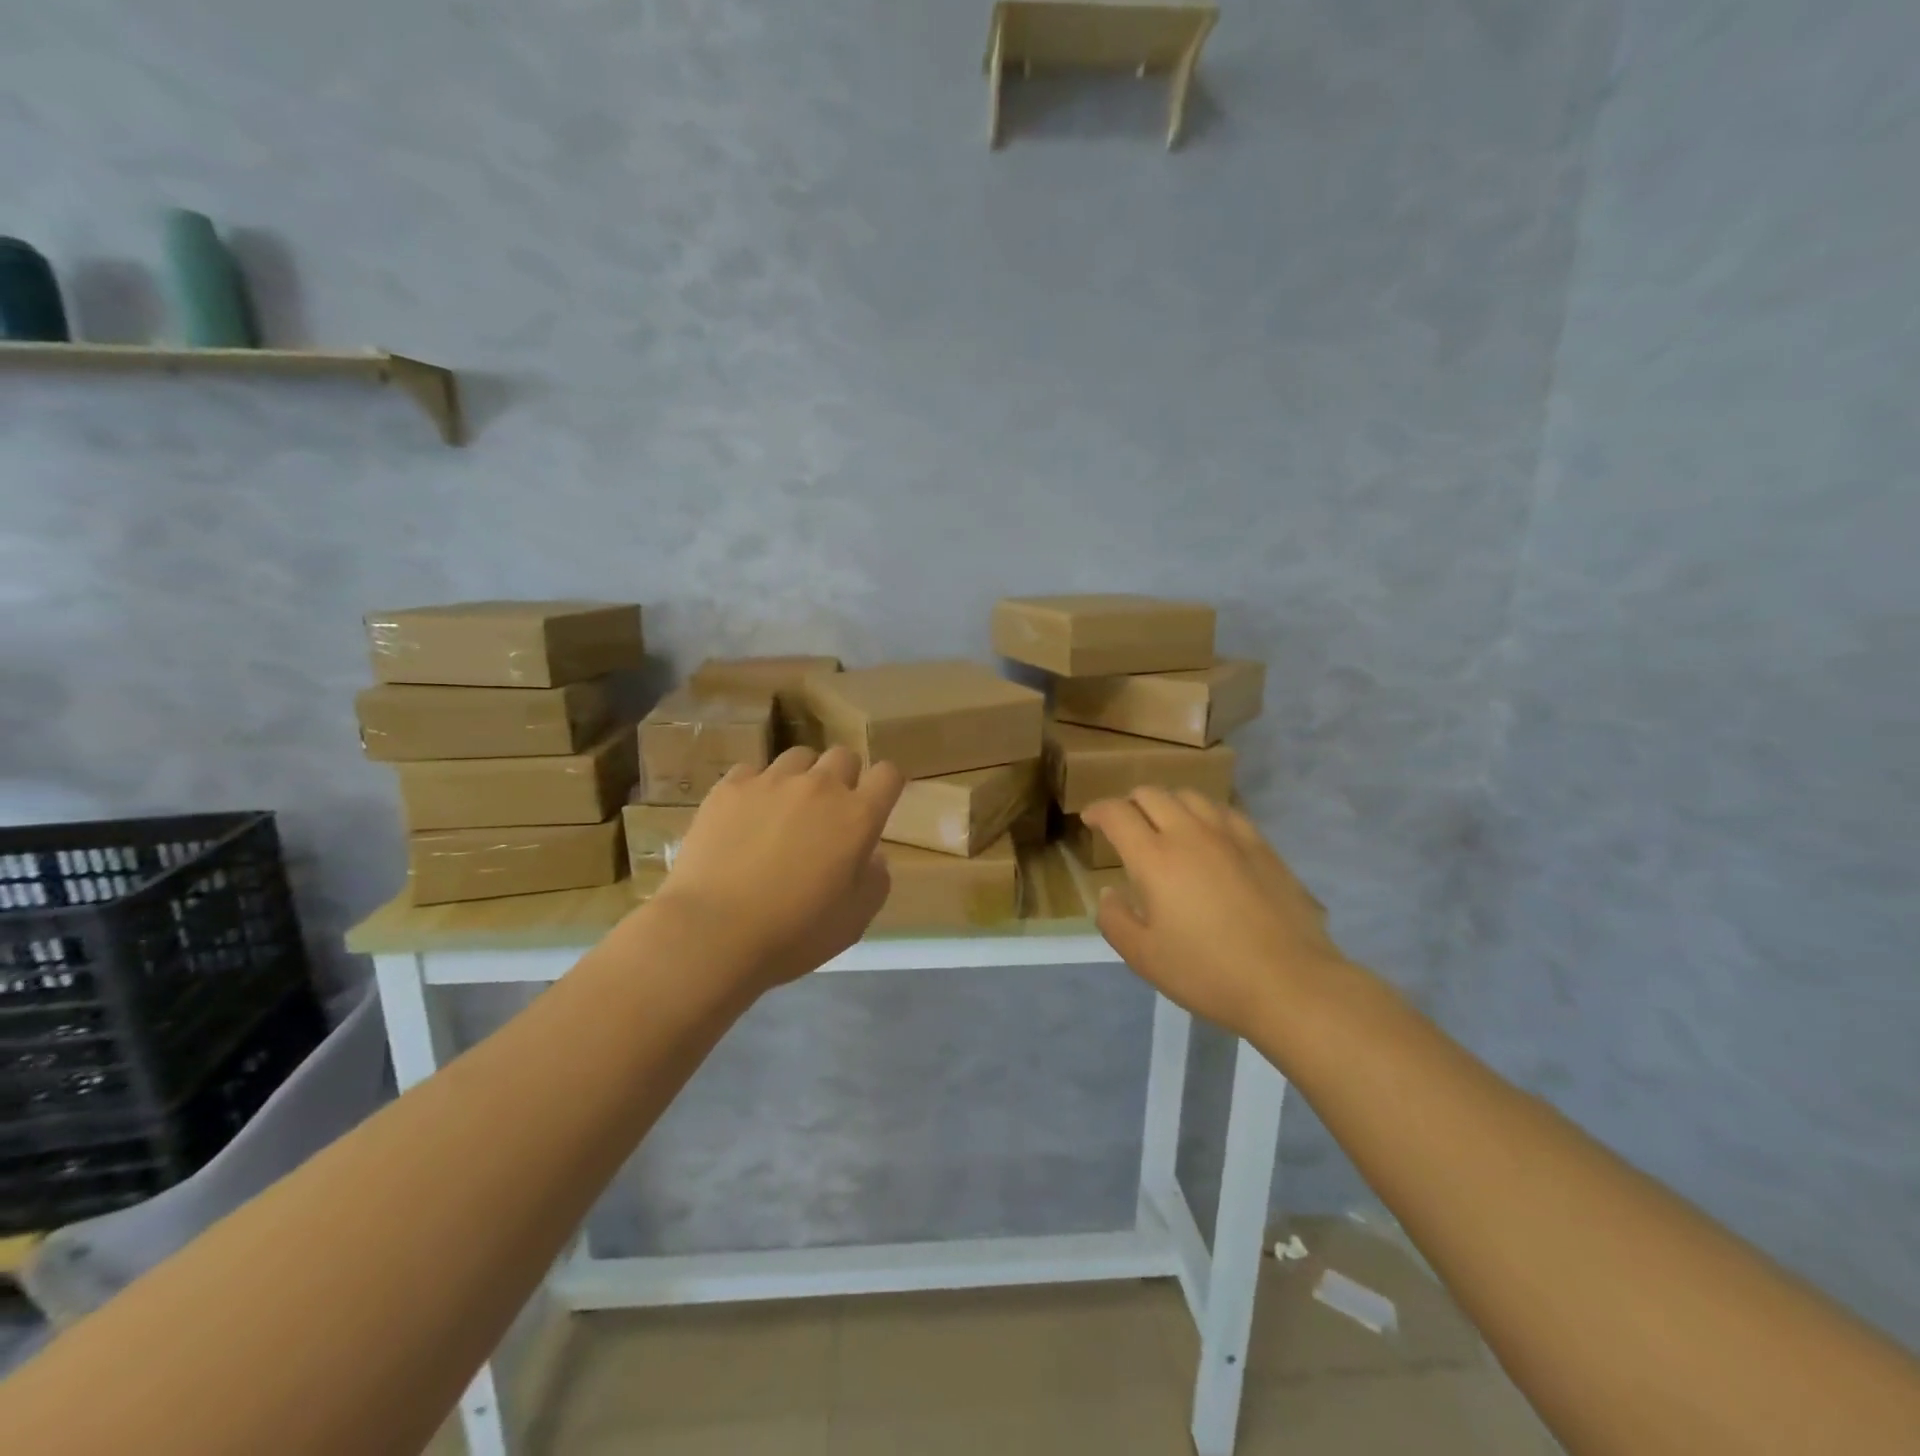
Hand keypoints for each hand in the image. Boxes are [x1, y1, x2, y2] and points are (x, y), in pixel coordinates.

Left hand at [650, 746, 904, 992]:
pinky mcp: (729, 788)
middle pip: (844, 756)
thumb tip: (871, 855)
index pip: (888, 774)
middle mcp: (820, 787)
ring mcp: (771, 782)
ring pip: (799, 757)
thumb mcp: (855, 920)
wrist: (713, 932)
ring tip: (786, 808)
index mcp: (857, 816)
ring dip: (802, 777)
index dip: (886, 785)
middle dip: (844, 777)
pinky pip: (753, 771)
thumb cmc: (794, 933)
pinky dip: (757, 788)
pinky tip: (745, 816)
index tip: (877, 804)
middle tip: (830, 812)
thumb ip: (875, 880)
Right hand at [1082, 789, 1351, 1039]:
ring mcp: (1230, 835)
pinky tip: (1208, 835)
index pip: (1117, 814)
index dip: (1098, 810)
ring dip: (1168, 803)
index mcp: (1155, 858)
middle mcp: (1189, 834)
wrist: (1290, 983)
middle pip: (1152, 795)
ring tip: (1165, 825)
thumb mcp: (1144, 957)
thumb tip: (1108, 893)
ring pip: (1190, 796)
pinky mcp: (1261, 846)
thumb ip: (1115, 919)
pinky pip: (1225, 811)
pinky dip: (1204, 813)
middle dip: (1130, 803)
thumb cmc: (1208, 972)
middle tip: (1124, 825)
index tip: (1090, 820)